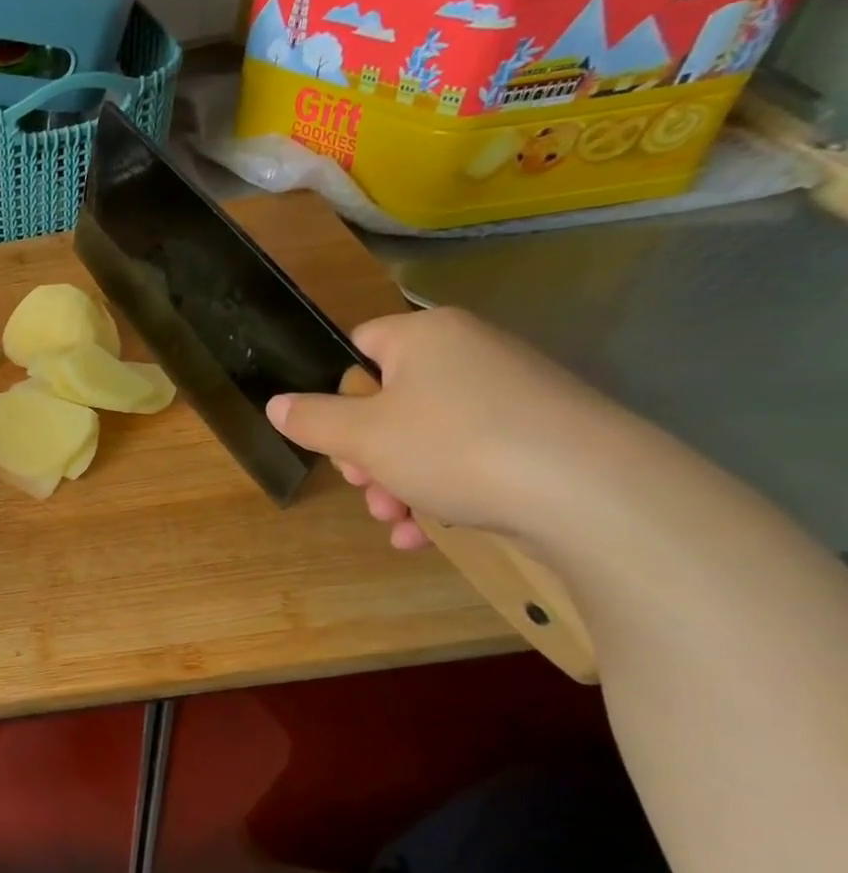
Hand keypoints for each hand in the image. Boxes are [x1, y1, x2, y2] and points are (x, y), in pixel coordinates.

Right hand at [264, 308, 635, 549]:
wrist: (596, 495)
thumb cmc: (455, 446)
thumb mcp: (361, 437)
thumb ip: (311, 419)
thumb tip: (277, 405)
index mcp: (425, 337)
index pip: (359, 346)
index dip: (337, 392)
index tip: (334, 436)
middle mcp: (471, 354)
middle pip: (390, 399)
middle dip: (367, 453)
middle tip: (364, 487)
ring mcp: (513, 396)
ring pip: (427, 437)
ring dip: (397, 482)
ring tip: (396, 522)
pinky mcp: (543, 437)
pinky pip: (471, 458)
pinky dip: (443, 492)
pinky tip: (426, 535)